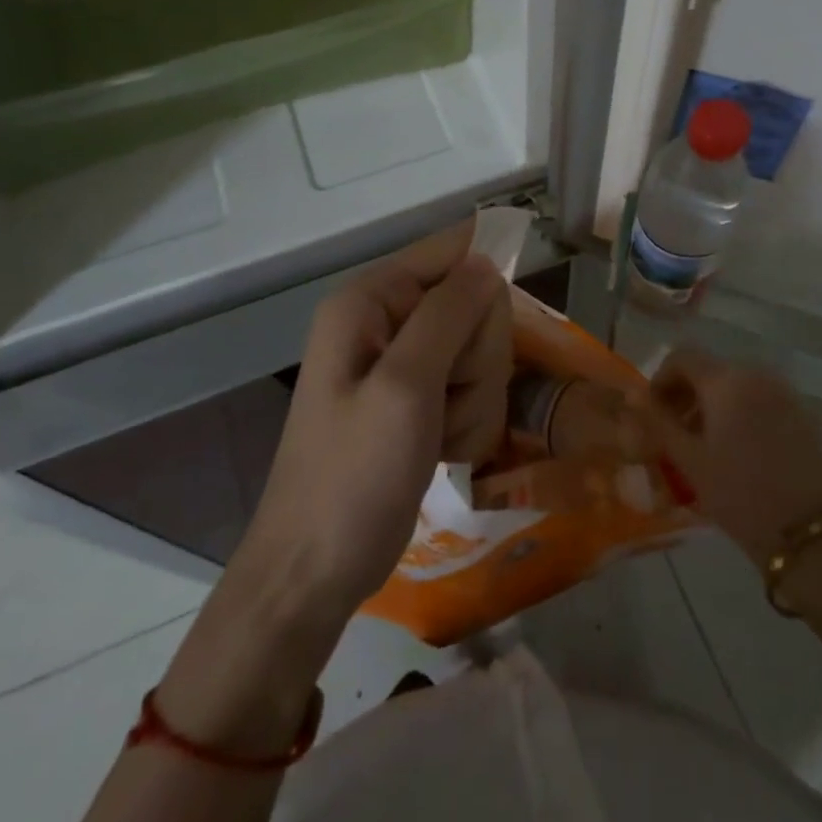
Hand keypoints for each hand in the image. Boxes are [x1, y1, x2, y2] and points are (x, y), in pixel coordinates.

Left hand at [228, 220, 511, 623]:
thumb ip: (448, 315)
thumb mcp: (404, 388)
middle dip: (476, 357)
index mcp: (370, 302)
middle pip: (474, 305)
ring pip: (481, 352)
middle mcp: (386, 321)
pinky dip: (468, 420)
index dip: (485, 269)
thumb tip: (487, 260)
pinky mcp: (419, 401)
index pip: (448, 250)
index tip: (506, 318)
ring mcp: (404, 365)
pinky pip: (472, 388)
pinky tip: (442, 450)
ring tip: (438, 434)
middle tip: (446, 398)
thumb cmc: (353, 476)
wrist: (316, 571)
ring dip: (474, 397)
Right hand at [643, 351, 821, 564]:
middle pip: (709, 369)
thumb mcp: (689, 460)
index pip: (682, 357)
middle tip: (673, 433)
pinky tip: (734, 451)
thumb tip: (634, 397)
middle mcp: (756, 374)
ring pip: (734, 385)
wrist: (807, 533)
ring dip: (710, 405)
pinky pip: (758, 399)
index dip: (660, 380)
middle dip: (685, 395)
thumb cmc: (739, 493)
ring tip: (701, 446)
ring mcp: (782, 392)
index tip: (652, 414)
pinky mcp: (799, 414)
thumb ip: (658, 422)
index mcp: (726, 380)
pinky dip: (737, 413)